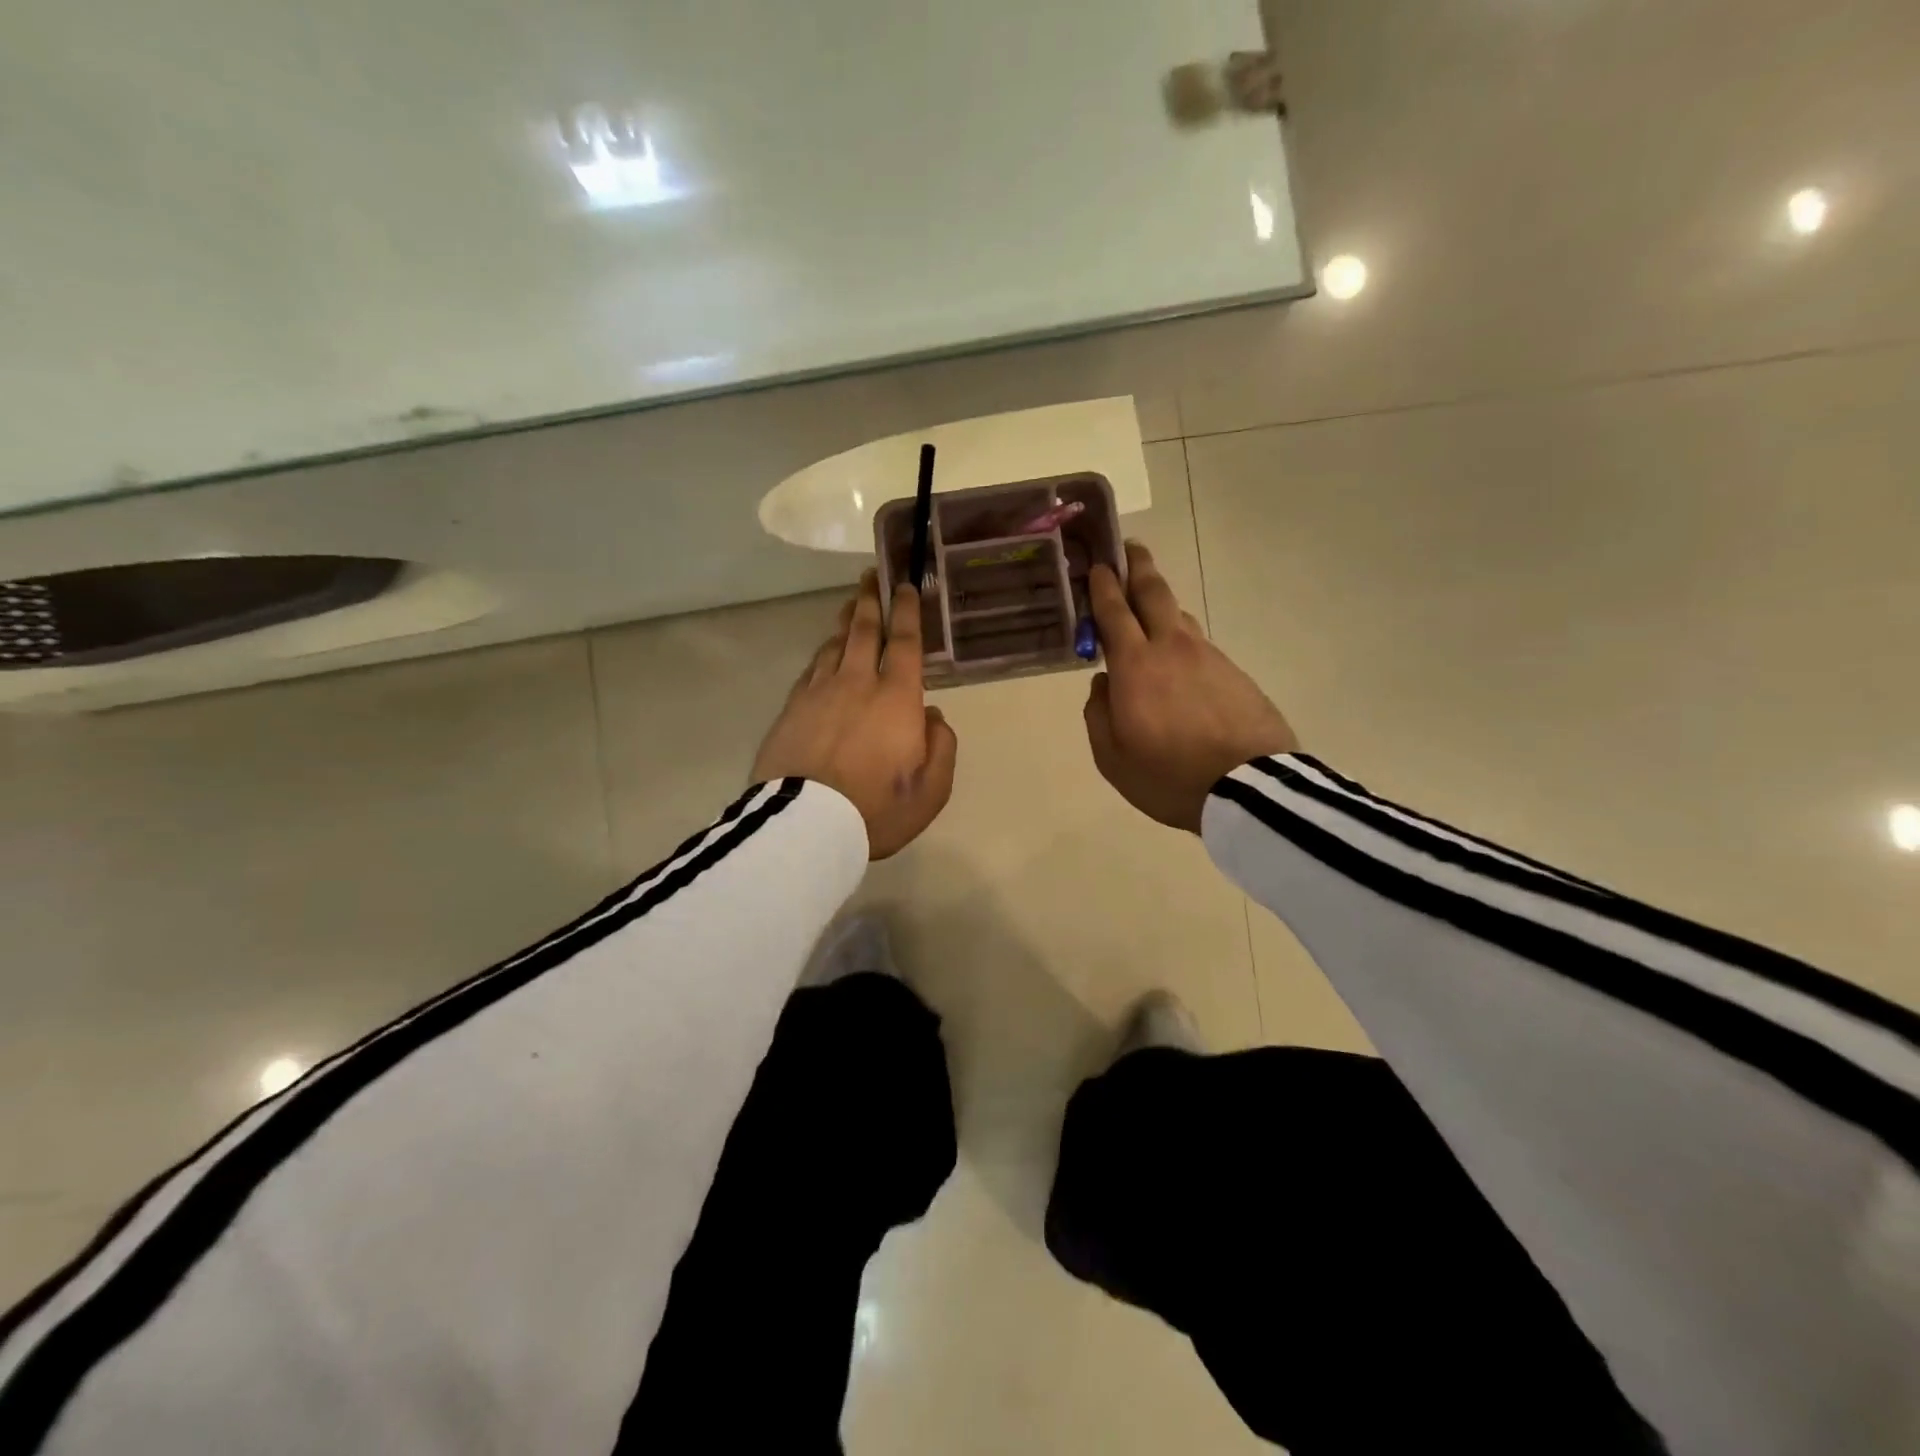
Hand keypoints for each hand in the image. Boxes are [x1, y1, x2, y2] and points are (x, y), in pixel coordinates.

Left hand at [752, 570, 957, 858]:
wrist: (805, 825)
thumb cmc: (876, 809)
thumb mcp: (931, 790)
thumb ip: (941, 747)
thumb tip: (931, 716)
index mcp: (896, 697)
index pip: (904, 642)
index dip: (907, 611)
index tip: (905, 586)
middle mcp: (857, 682)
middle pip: (863, 630)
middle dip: (870, 600)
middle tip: (871, 576)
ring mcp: (818, 692)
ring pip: (833, 645)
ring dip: (844, 622)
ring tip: (850, 607)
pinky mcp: (791, 709)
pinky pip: (811, 669)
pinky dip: (822, 654)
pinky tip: (823, 653)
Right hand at [1084, 541, 1297, 832]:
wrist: (1248, 789)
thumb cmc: (1168, 776)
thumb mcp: (1112, 757)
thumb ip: (1098, 714)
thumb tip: (1102, 684)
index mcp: (1135, 665)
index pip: (1114, 611)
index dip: (1103, 585)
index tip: (1097, 563)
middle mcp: (1172, 648)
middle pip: (1154, 593)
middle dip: (1138, 566)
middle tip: (1129, 548)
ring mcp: (1209, 657)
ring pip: (1179, 616)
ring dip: (1161, 602)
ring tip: (1149, 603)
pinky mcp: (1235, 673)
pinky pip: (1200, 645)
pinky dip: (1182, 638)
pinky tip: (1180, 656)